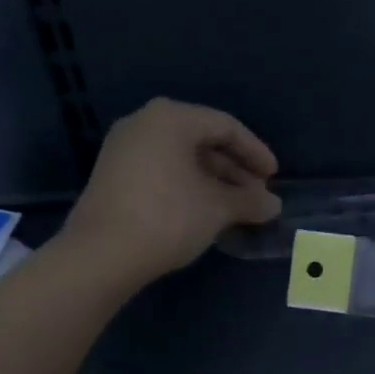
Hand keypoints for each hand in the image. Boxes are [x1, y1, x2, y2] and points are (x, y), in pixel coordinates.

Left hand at [62, 99, 281, 285]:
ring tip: (235, 208)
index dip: (255, 152)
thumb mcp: (217, 208)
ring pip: (182, 157)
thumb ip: (250, 201)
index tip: (274, 177)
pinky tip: (204, 211)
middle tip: (257, 197)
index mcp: (171, 118)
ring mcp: (124, 148)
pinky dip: (187, 185)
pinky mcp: (113, 174)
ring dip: (213, 180)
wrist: (100, 255)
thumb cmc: (167, 217)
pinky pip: (162, 170)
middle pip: (202, 140)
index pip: (226, 127)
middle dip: (234, 170)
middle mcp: (145, 123)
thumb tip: (273, 206)